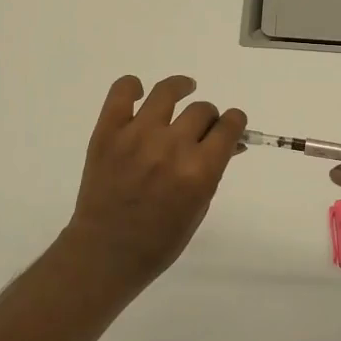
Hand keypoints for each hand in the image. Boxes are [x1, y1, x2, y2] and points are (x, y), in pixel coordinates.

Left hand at [62, 75, 246, 282]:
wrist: (105, 253)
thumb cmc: (160, 240)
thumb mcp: (199, 206)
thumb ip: (214, 169)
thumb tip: (229, 142)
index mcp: (199, 171)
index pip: (229, 126)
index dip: (235, 121)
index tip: (231, 124)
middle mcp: (171, 147)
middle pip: (202, 110)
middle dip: (208, 117)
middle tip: (200, 127)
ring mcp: (137, 136)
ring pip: (167, 92)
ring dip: (181, 88)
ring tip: (183, 89)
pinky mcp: (107, 132)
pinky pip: (121, 92)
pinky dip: (132, 86)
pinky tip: (139, 94)